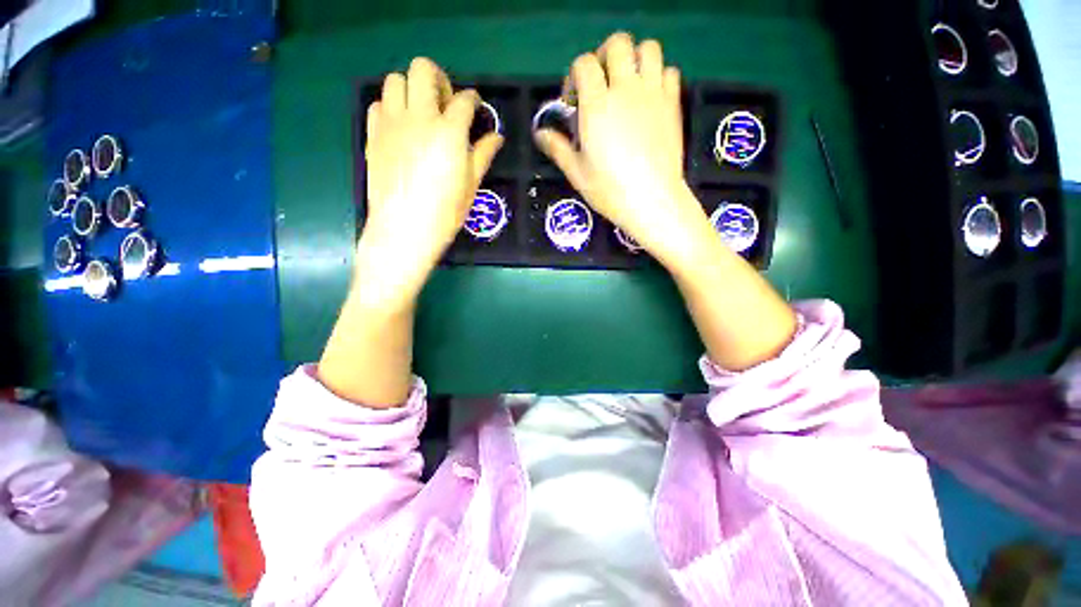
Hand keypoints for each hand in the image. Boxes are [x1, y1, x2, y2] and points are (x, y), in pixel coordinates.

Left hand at [359, 58, 502, 303]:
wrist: (404, 229)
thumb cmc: (445, 212)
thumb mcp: (471, 185)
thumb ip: (483, 154)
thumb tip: (497, 136)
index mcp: (449, 132)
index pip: (464, 100)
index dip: (473, 100)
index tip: (475, 108)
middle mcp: (419, 117)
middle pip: (423, 69)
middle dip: (438, 80)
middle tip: (445, 104)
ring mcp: (391, 123)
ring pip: (395, 79)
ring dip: (412, 90)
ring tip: (421, 115)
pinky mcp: (373, 134)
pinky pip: (378, 104)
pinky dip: (391, 108)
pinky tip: (401, 129)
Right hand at [535, 32, 703, 262]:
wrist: (652, 200)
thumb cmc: (610, 190)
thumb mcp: (577, 173)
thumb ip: (557, 147)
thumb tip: (539, 133)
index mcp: (597, 105)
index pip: (583, 64)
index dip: (574, 78)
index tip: (573, 103)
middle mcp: (625, 89)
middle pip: (617, 44)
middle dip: (603, 57)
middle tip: (600, 84)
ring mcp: (653, 93)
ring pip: (648, 49)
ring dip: (634, 59)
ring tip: (626, 85)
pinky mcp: (672, 103)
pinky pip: (668, 71)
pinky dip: (657, 77)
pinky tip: (648, 99)